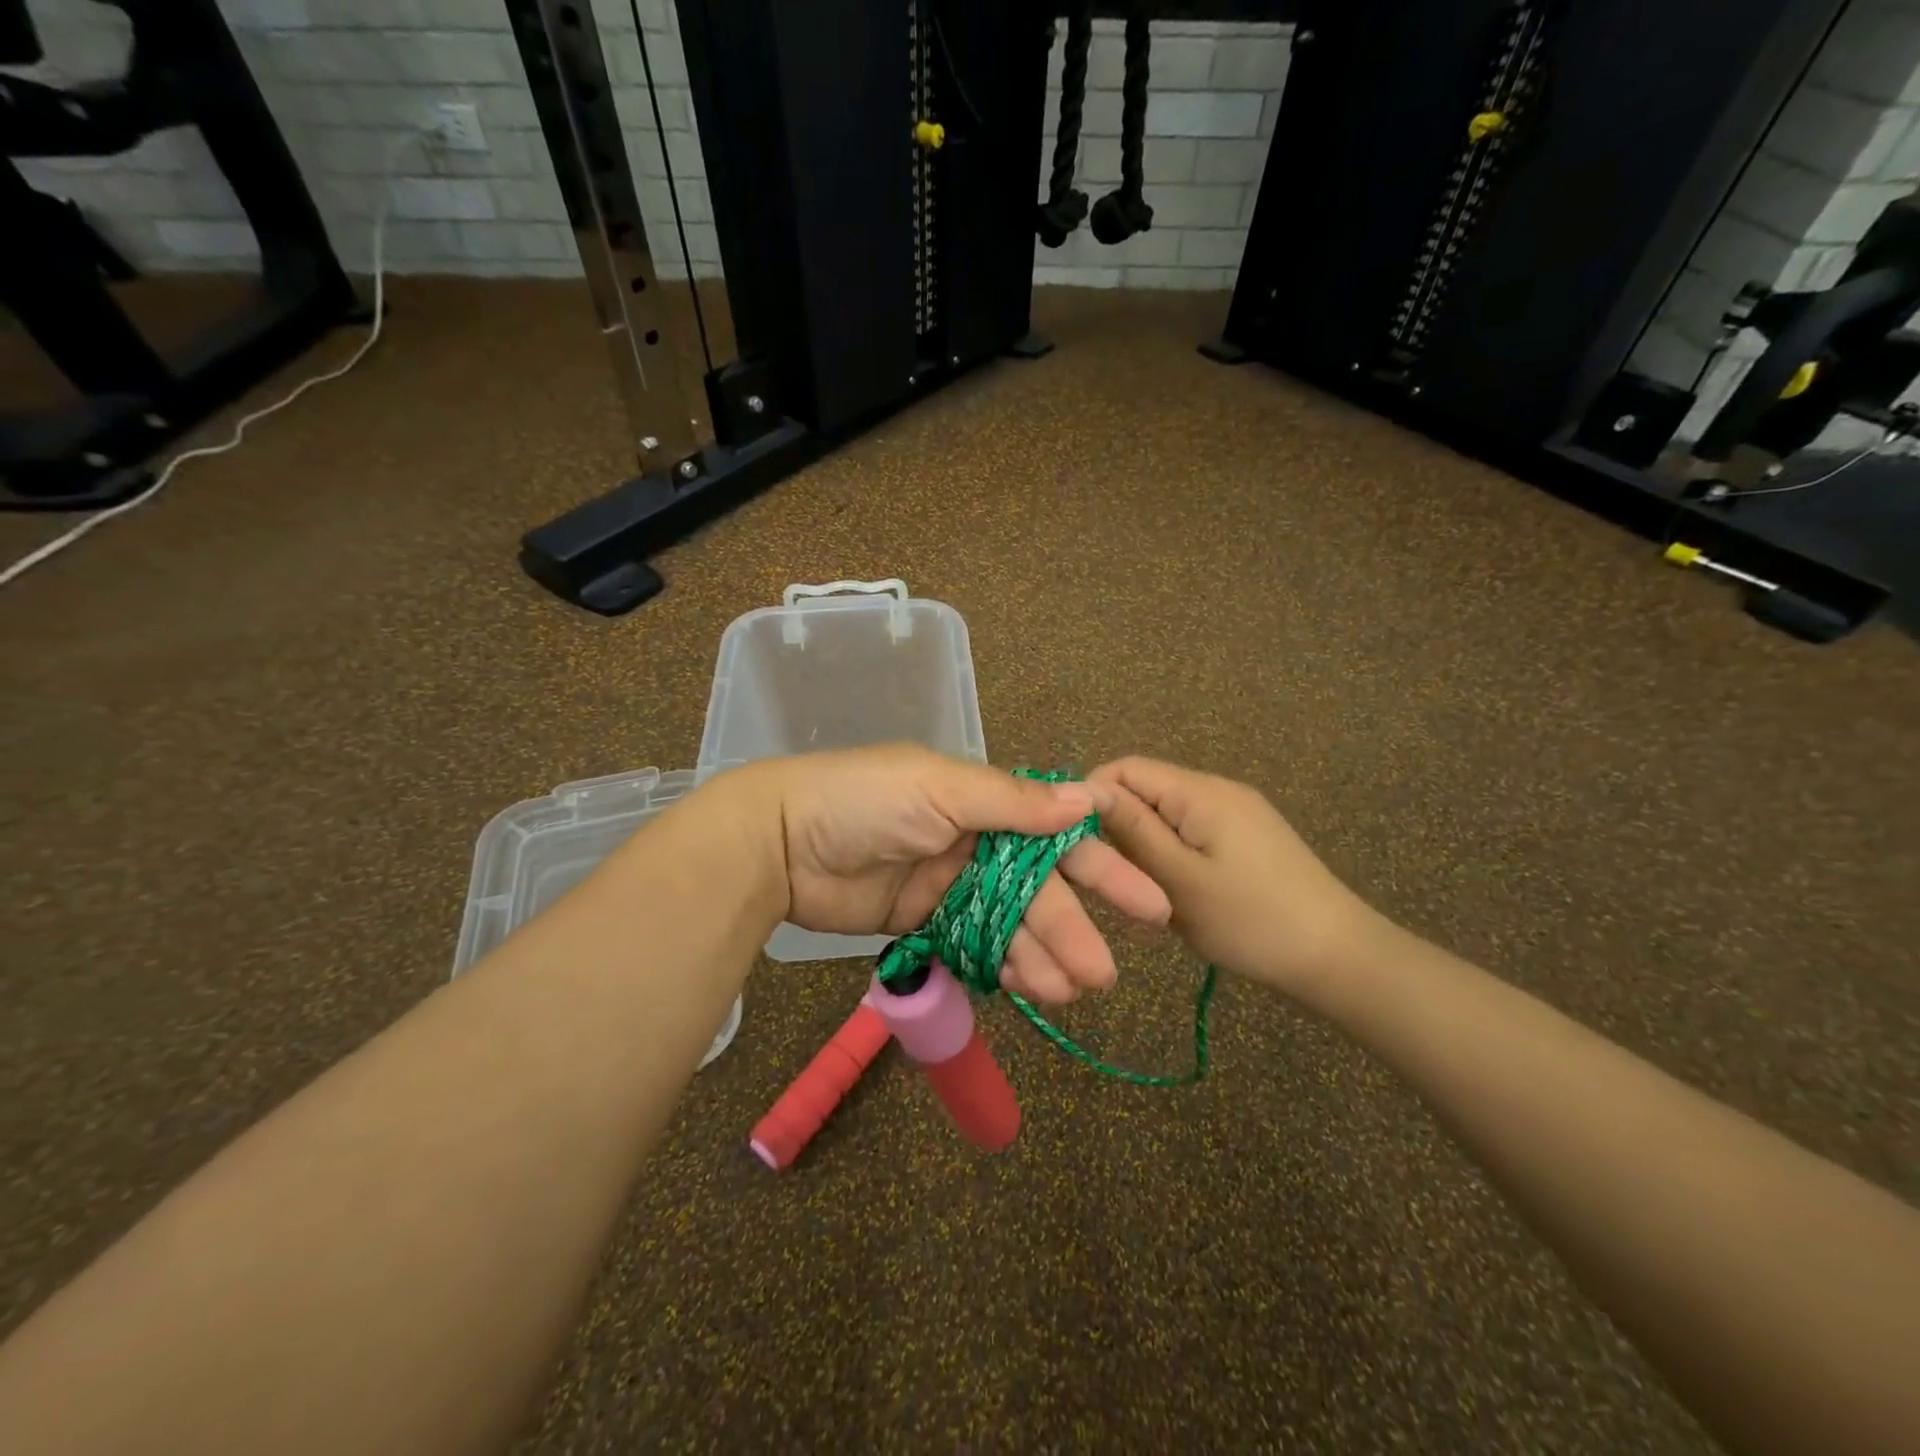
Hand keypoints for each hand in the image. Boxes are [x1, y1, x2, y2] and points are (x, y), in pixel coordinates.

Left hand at [727, 746, 1170, 1004]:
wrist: (777, 842)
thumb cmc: (863, 800)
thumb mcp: (938, 788)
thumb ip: (1012, 802)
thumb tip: (1089, 797)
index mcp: (983, 803)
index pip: (1056, 836)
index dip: (1102, 868)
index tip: (1148, 903)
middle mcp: (973, 842)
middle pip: (1037, 891)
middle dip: (1071, 929)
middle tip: (1102, 975)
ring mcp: (948, 885)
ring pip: (1009, 925)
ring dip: (1040, 956)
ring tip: (1068, 993)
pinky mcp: (922, 922)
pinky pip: (974, 946)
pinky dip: (1000, 966)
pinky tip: (1026, 989)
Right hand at [1088, 756, 1381, 998]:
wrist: (1337, 956)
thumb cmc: (1250, 920)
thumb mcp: (1178, 878)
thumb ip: (1131, 829)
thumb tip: (1085, 789)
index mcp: (1199, 792)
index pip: (1125, 768)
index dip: (1092, 798)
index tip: (1076, 843)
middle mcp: (1217, 789)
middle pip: (1146, 788)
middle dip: (1120, 826)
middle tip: (1114, 876)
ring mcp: (1236, 811)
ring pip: (1166, 813)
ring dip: (1146, 845)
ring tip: (1145, 889)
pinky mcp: (1247, 835)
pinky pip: (1191, 830)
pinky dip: (1172, 854)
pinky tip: (1176, 891)